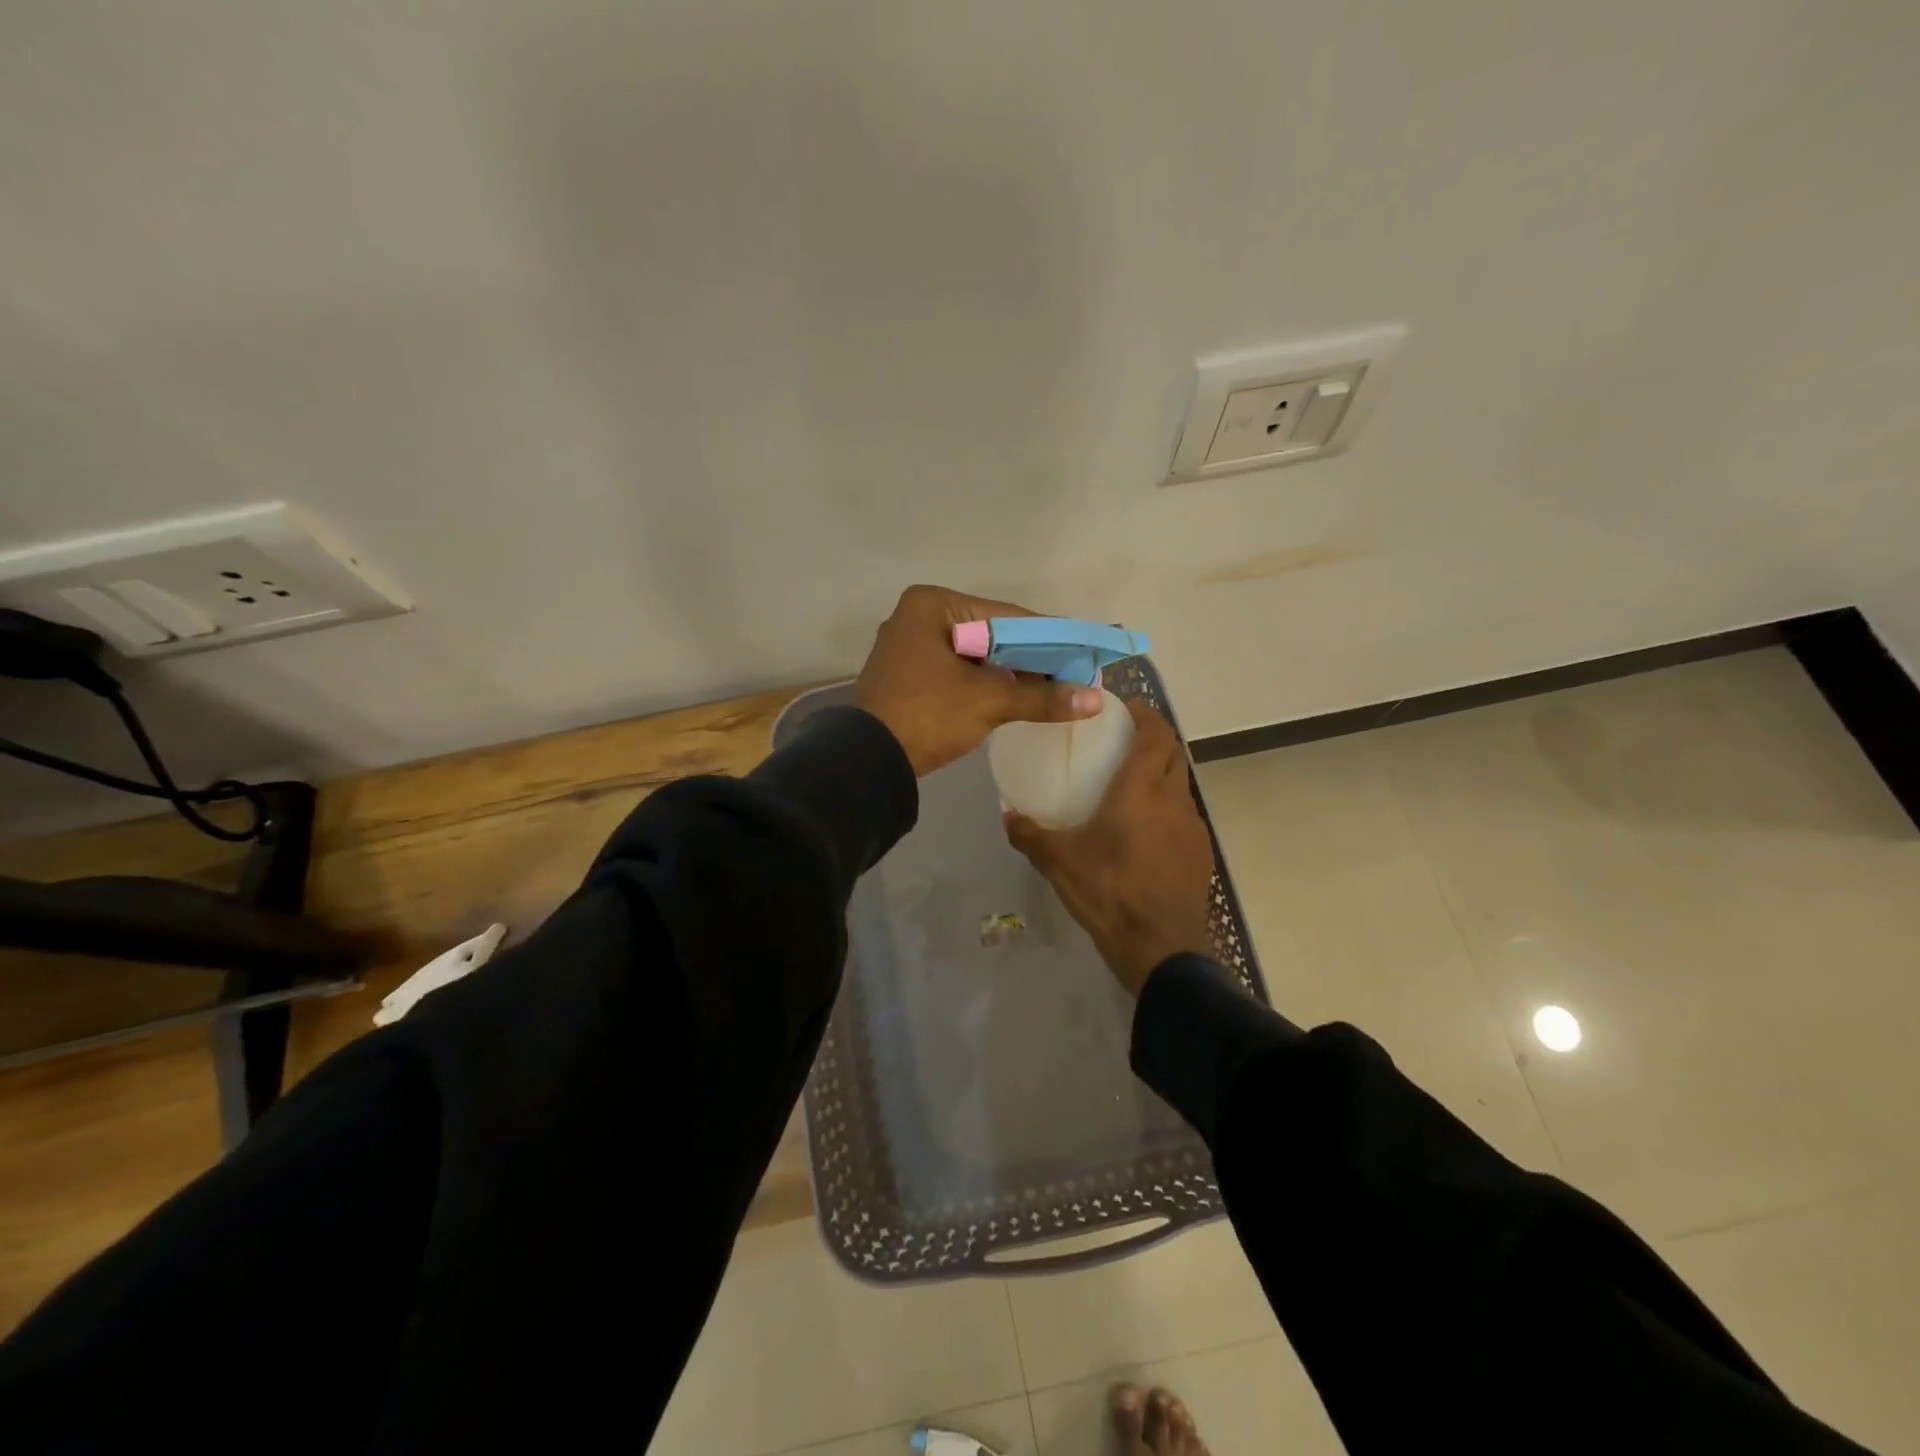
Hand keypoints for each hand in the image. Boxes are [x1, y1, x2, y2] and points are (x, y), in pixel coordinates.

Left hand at [854, 584, 1102, 777]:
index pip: (1007, 616)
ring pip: (975, 654)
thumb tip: (1094, 700)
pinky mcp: (908, 674)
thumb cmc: (927, 716)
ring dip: (1011, 671)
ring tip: (1054, 686)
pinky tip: (1016, 695)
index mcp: (933, 605)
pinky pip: (958, 671)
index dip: (1050, 635)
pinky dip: (986, 682)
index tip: (1085, 649)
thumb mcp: (988, 702)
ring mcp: (909, 646)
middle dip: (1032, 656)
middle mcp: (918, 617)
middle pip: (992, 633)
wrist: (867, 762)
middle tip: (1073, 672)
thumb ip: (1041, 696)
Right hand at [1004, 698, 1215, 996]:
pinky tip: (1143, 830)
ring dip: (1161, 773)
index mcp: (1143, 790)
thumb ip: (1030, 835)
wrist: (1162, 949)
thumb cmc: (1110, 893)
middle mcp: (1174, 799)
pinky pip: (1183, 814)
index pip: (1156, 733)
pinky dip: (1166, 805)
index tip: (1123, 709)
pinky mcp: (1199, 853)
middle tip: (1121, 742)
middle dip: (1153, 738)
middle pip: (1173, 752)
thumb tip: (1007, 815)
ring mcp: (1192, 827)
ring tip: (1129, 784)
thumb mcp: (1060, 863)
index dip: (1144, 714)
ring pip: (1180, 783)